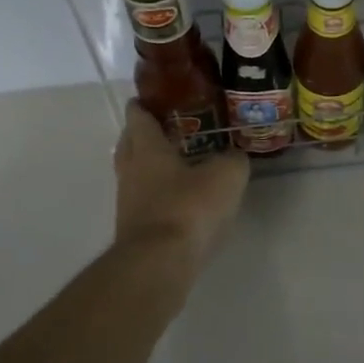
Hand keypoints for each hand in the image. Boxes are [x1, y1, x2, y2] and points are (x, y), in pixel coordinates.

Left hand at [113, 101, 249, 271]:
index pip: (138, 118)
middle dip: (141, 135)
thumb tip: (234, 156)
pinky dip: (157, 197)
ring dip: (149, 168)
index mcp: (147, 149)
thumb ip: (232, 160)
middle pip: (129, 145)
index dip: (142, 105)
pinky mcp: (135, 233)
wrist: (159, 266)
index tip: (149, 97)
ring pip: (135, 176)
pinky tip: (179, 201)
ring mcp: (128, 204)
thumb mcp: (226, 176)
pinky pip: (144, 203)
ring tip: (177, 165)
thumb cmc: (188, 208)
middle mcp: (131, 172)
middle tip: (164, 128)